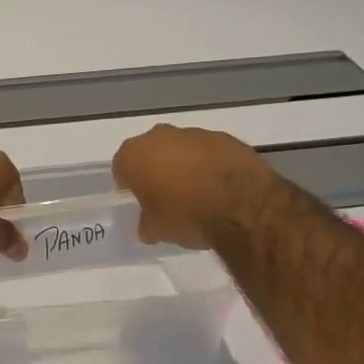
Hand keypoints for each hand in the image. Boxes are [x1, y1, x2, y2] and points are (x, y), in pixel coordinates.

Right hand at [112, 124, 276, 249]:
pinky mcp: (226, 137)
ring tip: (199, 194)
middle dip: (157, 170)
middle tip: (167, 196)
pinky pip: (210, 152)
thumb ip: (147, 223)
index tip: (140, 201)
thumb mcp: (158, 230)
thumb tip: (148, 225)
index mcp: (135, 154)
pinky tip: (221, 188)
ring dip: (186, 165)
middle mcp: (161, 136)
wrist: (242, 205)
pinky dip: (212, 165)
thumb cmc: (187, 216)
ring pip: (182, 149)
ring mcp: (196, 133)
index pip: (122, 167)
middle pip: (152, 152)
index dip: (129, 185)